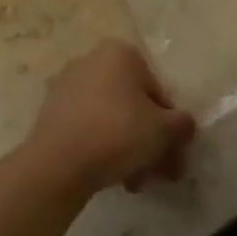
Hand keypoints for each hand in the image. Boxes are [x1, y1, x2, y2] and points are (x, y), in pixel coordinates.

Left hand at [24, 40, 197, 195]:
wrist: (58, 163)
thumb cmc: (118, 133)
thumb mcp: (164, 130)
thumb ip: (183, 125)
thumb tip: (185, 126)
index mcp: (120, 52)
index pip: (159, 91)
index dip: (171, 127)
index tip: (174, 156)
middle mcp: (92, 60)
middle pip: (134, 105)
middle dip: (150, 141)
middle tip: (160, 174)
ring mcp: (67, 84)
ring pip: (112, 118)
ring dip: (129, 149)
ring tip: (135, 183)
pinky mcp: (51, 111)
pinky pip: (89, 127)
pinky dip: (103, 147)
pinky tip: (112, 177)